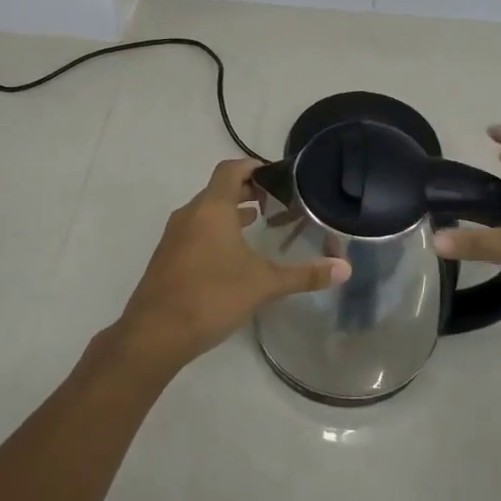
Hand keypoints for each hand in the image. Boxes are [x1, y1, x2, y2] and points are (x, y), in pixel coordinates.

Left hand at [112, 159, 349, 373]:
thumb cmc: (212, 296)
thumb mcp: (263, 284)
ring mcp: (174, 235)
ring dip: (231, 211)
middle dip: (247, 190)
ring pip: (206, 211)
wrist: (154, 333)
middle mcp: (190, 214)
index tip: (277, 177)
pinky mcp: (167, 257)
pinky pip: (195, 230)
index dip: (254, 167)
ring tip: (259, 223)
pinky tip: (232, 255)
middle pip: (219, 188)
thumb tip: (345, 269)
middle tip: (276, 202)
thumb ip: (304, 275)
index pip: (231, 169)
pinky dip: (216, 230)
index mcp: (212, 208)